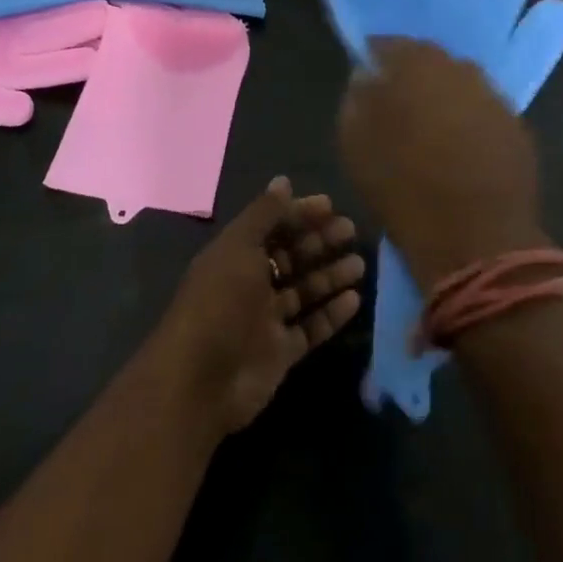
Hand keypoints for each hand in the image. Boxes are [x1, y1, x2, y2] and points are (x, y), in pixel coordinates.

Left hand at [156, 178, 364, 437]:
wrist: (201, 381)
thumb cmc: (220, 302)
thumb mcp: (239, 248)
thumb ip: (264, 214)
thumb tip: (283, 180)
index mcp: (235, 254)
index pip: (272, 226)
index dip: (299, 214)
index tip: (331, 206)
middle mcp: (250, 283)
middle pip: (290, 256)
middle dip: (319, 242)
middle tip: (351, 231)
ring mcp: (265, 319)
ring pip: (304, 291)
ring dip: (330, 276)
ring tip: (360, 264)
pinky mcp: (280, 352)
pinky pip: (311, 327)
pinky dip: (331, 314)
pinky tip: (355, 300)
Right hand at [338, 38, 548, 284]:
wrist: (475, 239)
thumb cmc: (402, 185)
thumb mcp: (355, 143)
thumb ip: (357, 99)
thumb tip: (367, 78)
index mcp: (417, 65)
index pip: (389, 45)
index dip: (375, 58)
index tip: (366, 76)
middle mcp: (461, 70)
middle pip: (431, 63)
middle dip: (413, 77)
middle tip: (397, 106)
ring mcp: (495, 99)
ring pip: (462, 88)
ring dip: (445, 101)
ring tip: (431, 133)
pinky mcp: (519, 130)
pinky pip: (485, 116)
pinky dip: (471, 125)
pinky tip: (461, 153)